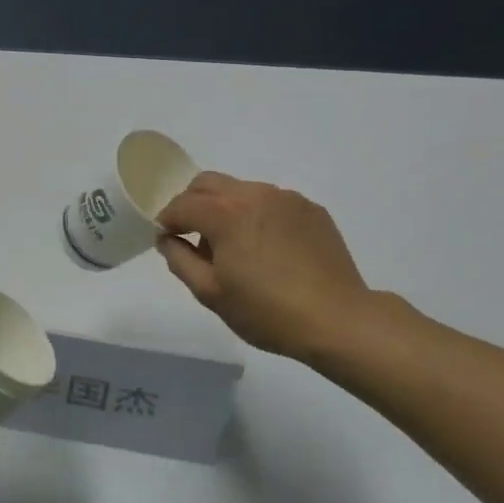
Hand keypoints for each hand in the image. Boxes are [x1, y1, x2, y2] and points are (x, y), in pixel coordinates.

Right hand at [155, 173, 376, 365]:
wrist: (338, 319)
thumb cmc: (266, 311)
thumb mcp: (210, 293)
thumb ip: (180, 259)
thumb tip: (167, 239)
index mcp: (225, 213)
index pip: (181, 204)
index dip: (166, 220)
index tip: (166, 238)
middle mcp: (254, 194)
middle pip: (208, 183)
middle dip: (192, 203)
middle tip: (192, 235)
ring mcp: (286, 198)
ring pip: (241, 190)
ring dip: (225, 208)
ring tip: (234, 245)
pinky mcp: (311, 209)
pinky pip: (271, 202)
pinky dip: (257, 215)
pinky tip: (267, 248)